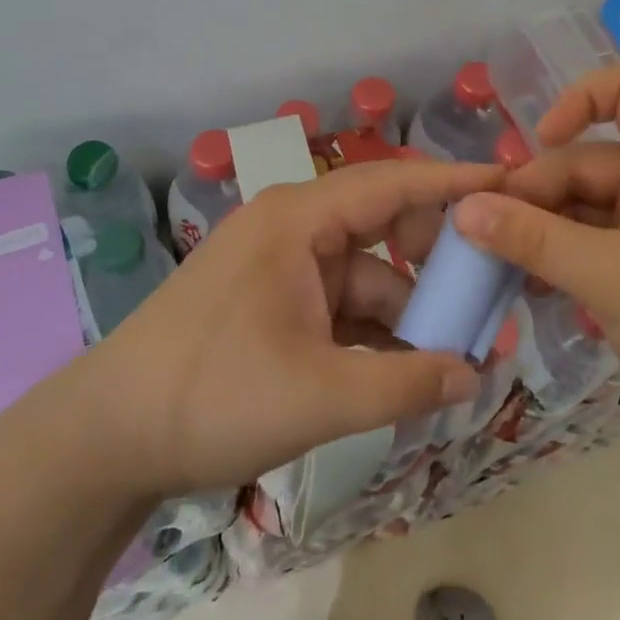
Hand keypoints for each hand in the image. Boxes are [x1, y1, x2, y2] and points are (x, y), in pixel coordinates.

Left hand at [68, 158, 499, 496]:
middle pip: (385, 230)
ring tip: (464, 354)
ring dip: (410, 314)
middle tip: (495, 296)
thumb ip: (407, 383)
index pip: (393, 183)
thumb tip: (476, 376)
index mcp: (299, 220)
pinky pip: (342, 309)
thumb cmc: (211, 395)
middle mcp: (293, 231)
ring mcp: (282, 270)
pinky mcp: (273, 307)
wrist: (105, 438)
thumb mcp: (320, 394)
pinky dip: (376, 336)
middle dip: (439, 266)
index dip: (456, 182)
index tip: (513, 183)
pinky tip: (411, 373)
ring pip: (367, 279)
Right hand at [452, 66, 619, 460]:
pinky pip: (602, 245)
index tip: (537, 144)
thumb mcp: (607, 274)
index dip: (577, 102)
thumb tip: (462, 207)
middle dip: (538, 193)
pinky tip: (528, 286)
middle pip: (591, 161)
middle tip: (484, 233)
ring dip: (545, 232)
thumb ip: (530, 237)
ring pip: (590, 209)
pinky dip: (567, 259)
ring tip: (494, 263)